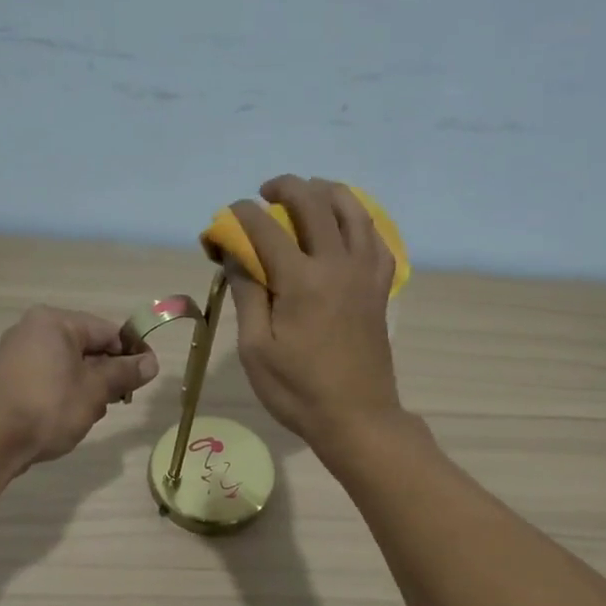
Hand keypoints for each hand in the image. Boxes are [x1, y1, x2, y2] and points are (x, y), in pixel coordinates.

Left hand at [0, 306, 159, 473]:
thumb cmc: (49, 407)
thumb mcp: (95, 390)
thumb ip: (124, 373)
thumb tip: (151, 362)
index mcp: (54, 322)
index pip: (106, 331)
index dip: (131, 353)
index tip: (146, 377)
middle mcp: (32, 330)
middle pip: (87, 347)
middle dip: (106, 375)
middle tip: (117, 402)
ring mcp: (16, 354)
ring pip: (68, 366)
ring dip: (86, 388)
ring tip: (87, 415)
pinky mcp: (8, 378)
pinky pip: (48, 378)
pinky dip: (64, 394)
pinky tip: (66, 418)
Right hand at [227, 175, 401, 451]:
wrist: (357, 418)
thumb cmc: (297, 391)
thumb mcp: (255, 349)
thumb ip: (247, 294)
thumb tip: (235, 255)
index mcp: (301, 280)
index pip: (265, 227)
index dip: (240, 215)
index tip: (225, 219)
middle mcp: (337, 264)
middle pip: (313, 202)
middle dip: (285, 188)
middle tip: (265, 194)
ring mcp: (365, 272)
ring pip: (352, 209)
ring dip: (326, 192)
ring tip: (308, 195)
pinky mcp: (380, 286)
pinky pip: (376, 237)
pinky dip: (358, 220)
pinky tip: (345, 225)